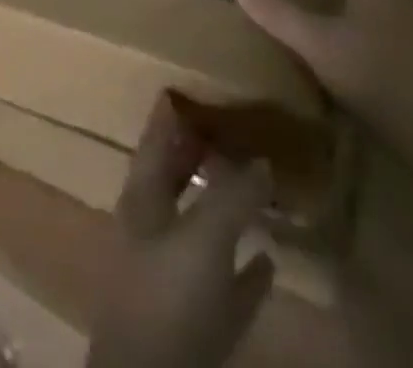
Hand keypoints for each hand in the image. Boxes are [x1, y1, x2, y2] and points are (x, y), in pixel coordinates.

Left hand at [86, 95, 277, 367]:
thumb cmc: (167, 296)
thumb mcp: (202, 236)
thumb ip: (231, 195)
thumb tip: (262, 160)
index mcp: (141, 199)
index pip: (154, 140)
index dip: (168, 114)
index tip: (189, 87)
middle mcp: (152, 230)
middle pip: (176, 181)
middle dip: (199, 156)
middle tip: (234, 129)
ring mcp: (173, 278)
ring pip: (201, 229)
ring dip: (225, 209)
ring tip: (258, 185)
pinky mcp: (198, 326)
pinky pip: (225, 285)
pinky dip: (246, 271)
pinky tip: (270, 260)